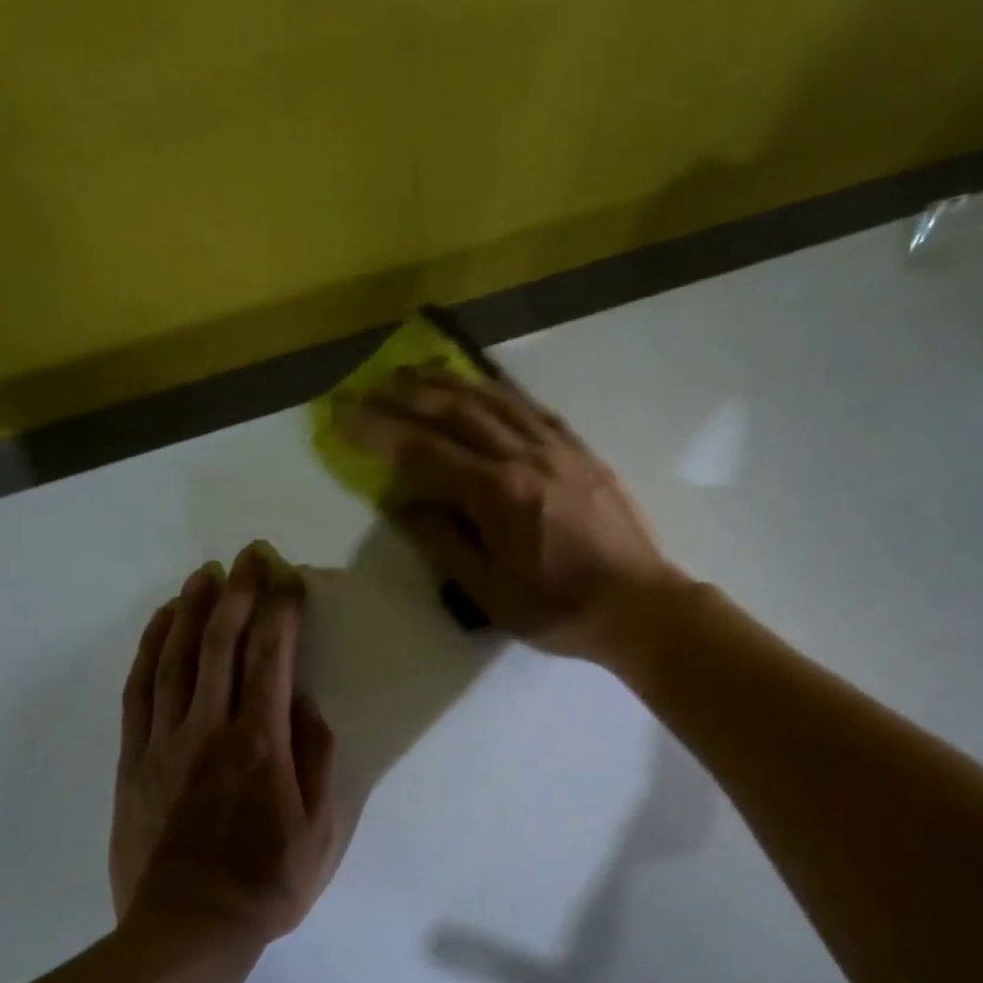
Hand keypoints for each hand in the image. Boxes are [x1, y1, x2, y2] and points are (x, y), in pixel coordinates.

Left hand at [110, 543, 339, 948]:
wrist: (188, 929)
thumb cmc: (268, 881)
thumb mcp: (322, 828)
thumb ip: (317, 759)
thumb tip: (307, 705)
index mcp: (261, 743)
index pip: (272, 657)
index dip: (282, 610)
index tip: (289, 577)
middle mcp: (210, 729)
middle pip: (221, 642)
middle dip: (239, 592)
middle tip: (251, 556)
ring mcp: (164, 742)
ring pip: (175, 657)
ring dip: (192, 608)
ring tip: (206, 573)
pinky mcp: (134, 760)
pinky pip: (139, 691)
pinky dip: (150, 649)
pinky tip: (161, 623)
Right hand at [342, 369, 687, 661]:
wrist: (640, 605)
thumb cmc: (561, 609)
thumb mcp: (492, 594)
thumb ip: (446, 545)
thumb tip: (407, 507)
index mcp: (499, 494)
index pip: (424, 451)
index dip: (379, 431)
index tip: (342, 414)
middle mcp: (526, 456)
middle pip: (457, 411)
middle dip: (407, 395)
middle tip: (371, 384)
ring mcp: (558, 449)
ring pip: (495, 400)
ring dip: (450, 382)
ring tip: (416, 373)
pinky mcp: (582, 452)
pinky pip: (532, 409)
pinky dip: (498, 393)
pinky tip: (484, 389)